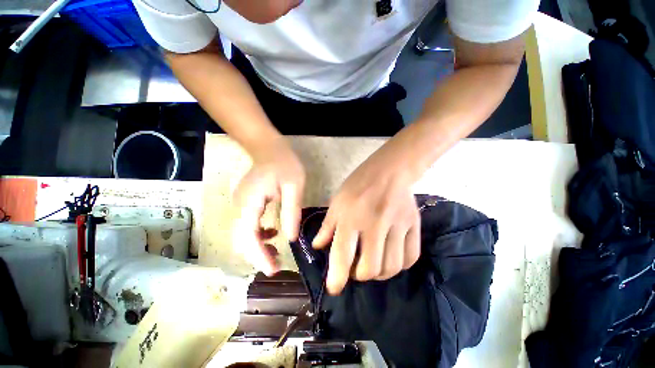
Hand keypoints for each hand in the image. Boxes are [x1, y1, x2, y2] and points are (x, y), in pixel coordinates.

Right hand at [233, 138, 304, 275]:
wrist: (268, 148)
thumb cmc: (284, 163)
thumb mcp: (294, 186)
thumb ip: (291, 211)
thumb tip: (291, 238)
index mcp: (250, 201)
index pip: (249, 236)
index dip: (259, 255)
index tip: (273, 269)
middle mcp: (239, 206)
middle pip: (242, 240)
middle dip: (258, 255)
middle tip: (277, 264)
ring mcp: (240, 205)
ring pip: (244, 236)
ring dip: (258, 247)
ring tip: (277, 252)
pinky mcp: (245, 204)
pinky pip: (248, 226)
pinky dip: (259, 236)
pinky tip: (273, 234)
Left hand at [312, 150, 420, 294]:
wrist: (389, 171)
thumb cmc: (358, 184)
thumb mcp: (337, 201)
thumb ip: (328, 226)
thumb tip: (317, 246)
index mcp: (351, 216)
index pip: (342, 254)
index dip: (337, 278)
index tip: (334, 289)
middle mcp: (374, 224)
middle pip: (370, 268)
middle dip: (359, 276)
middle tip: (355, 269)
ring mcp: (397, 225)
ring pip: (392, 267)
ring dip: (379, 274)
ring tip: (371, 265)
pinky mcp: (413, 225)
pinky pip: (410, 257)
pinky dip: (399, 266)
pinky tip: (390, 259)